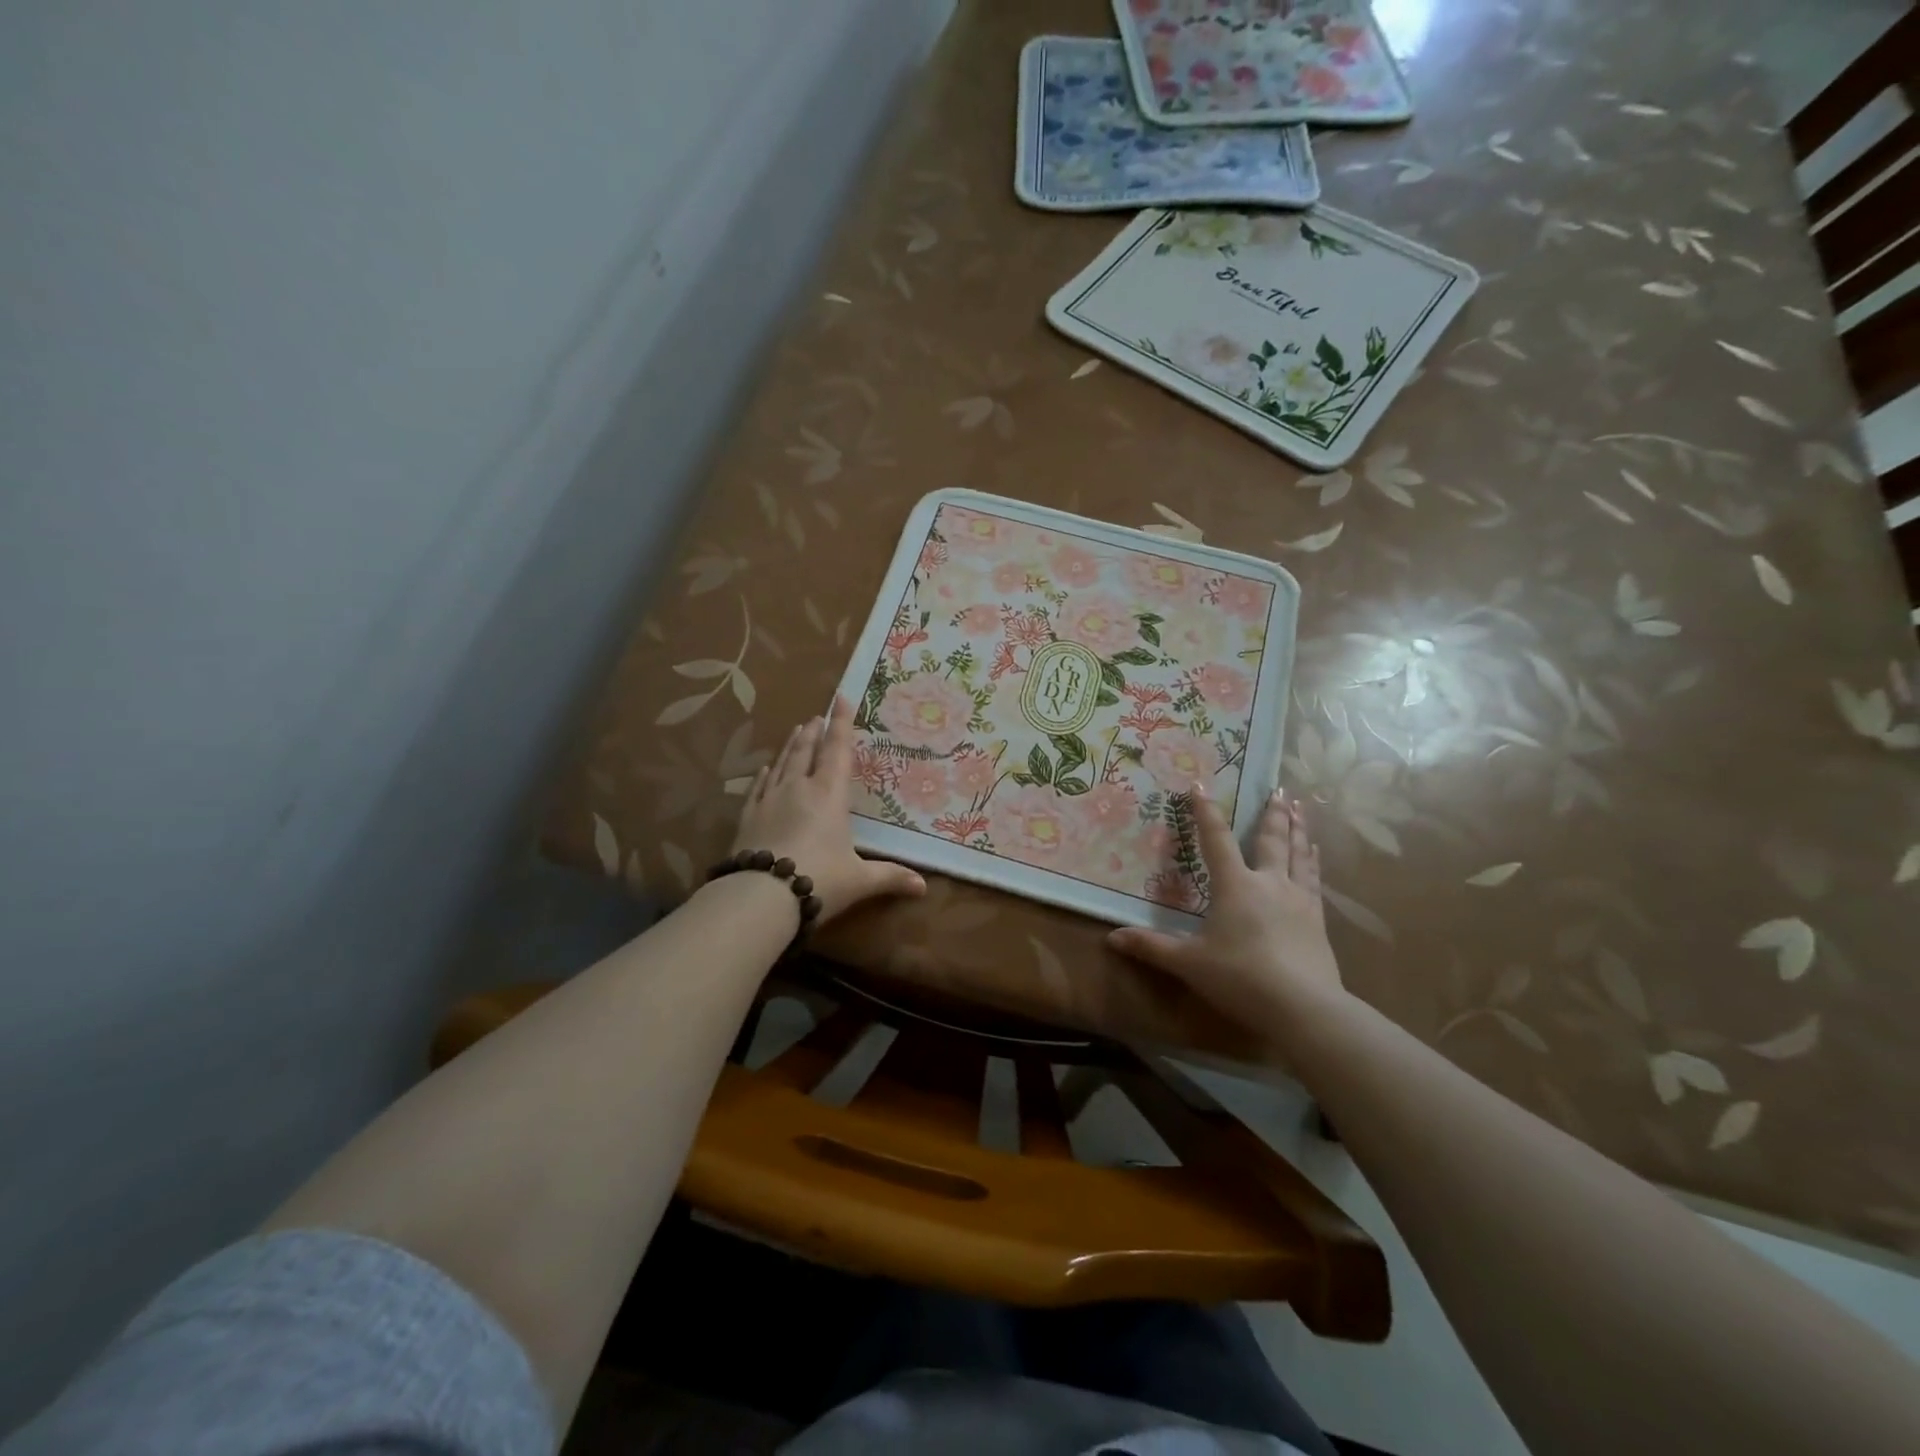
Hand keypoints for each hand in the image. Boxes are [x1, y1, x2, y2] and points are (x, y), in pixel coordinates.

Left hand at [731, 697, 925, 924]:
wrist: (760, 896)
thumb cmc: (819, 880)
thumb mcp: (859, 880)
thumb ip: (890, 877)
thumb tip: (923, 887)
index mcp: (829, 794)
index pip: (838, 750)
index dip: (842, 723)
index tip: (841, 698)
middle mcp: (798, 788)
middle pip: (807, 751)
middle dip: (814, 731)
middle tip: (817, 717)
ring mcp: (769, 799)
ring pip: (782, 763)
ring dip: (791, 745)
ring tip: (796, 730)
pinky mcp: (748, 816)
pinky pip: (757, 787)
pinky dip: (764, 774)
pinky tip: (764, 768)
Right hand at [1107, 783, 1345, 1032]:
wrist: (1303, 1008)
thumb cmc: (1239, 977)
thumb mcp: (1188, 962)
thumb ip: (1151, 947)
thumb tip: (1111, 938)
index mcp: (1235, 886)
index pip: (1216, 840)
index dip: (1205, 812)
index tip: (1200, 785)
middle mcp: (1269, 883)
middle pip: (1271, 839)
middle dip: (1272, 813)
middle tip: (1279, 788)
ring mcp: (1298, 900)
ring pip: (1298, 854)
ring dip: (1298, 828)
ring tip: (1301, 807)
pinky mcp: (1317, 920)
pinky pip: (1314, 880)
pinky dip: (1313, 861)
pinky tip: (1315, 854)